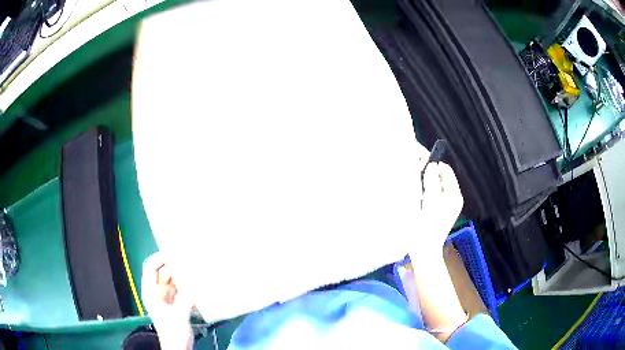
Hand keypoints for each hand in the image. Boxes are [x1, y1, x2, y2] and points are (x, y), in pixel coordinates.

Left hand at [142, 252, 193, 349]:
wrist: (179, 347)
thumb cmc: (173, 333)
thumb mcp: (179, 315)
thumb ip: (185, 298)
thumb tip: (194, 281)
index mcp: (151, 292)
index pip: (150, 268)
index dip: (159, 258)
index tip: (173, 252)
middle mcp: (158, 291)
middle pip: (164, 272)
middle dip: (174, 265)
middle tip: (189, 259)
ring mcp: (167, 297)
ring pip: (174, 279)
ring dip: (183, 274)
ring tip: (195, 268)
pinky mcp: (177, 302)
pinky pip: (181, 287)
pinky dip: (188, 284)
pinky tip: (197, 281)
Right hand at [419, 162, 463, 253]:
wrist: (423, 250)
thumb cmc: (427, 225)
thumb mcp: (430, 200)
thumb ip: (432, 180)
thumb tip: (432, 165)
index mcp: (454, 194)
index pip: (446, 170)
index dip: (434, 166)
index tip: (419, 166)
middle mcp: (453, 198)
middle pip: (441, 177)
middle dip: (429, 176)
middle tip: (416, 179)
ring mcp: (446, 206)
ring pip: (435, 186)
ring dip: (426, 185)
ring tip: (416, 191)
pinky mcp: (439, 212)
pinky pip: (433, 195)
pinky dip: (425, 194)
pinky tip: (418, 201)